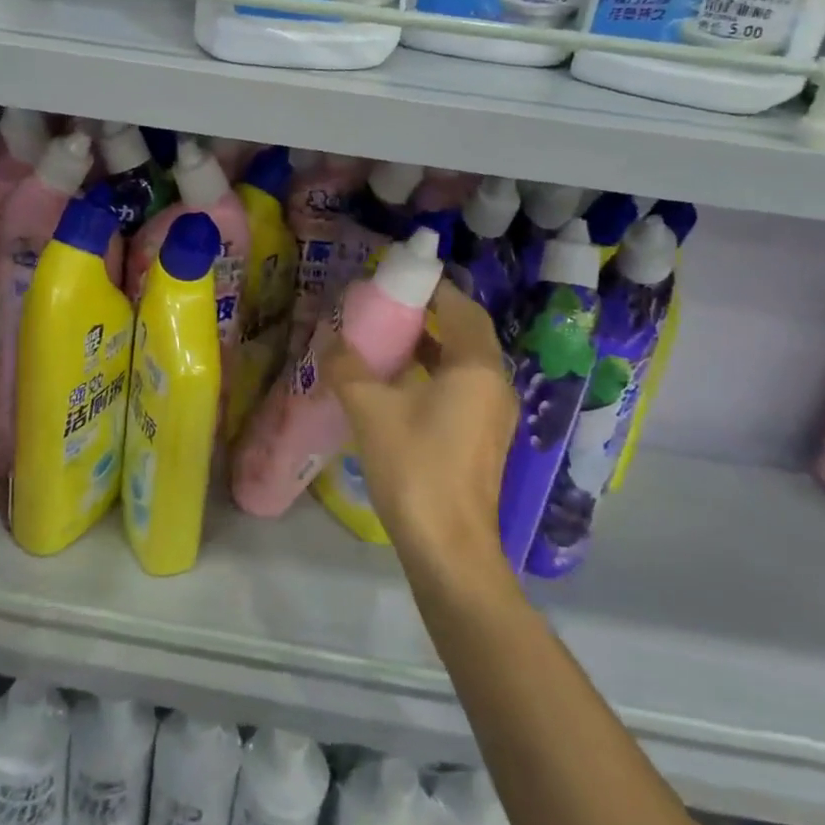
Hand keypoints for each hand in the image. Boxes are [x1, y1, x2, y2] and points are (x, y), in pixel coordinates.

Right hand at [324, 282, 516, 579]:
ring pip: (464, 362)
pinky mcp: (483, 437)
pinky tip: (399, 385)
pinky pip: (462, 387)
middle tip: (389, 306)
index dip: (433, 288)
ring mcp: (493, 413)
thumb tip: (330, 340)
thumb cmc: (414, 467)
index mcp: (475, 367)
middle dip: (431, 315)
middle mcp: (493, 383)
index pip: (461, 308)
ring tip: (390, 339)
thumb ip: (348, 367)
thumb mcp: (370, 410)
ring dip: (432, 345)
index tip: (399, 278)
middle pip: (466, 332)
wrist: (448, 546)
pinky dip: (435, 374)